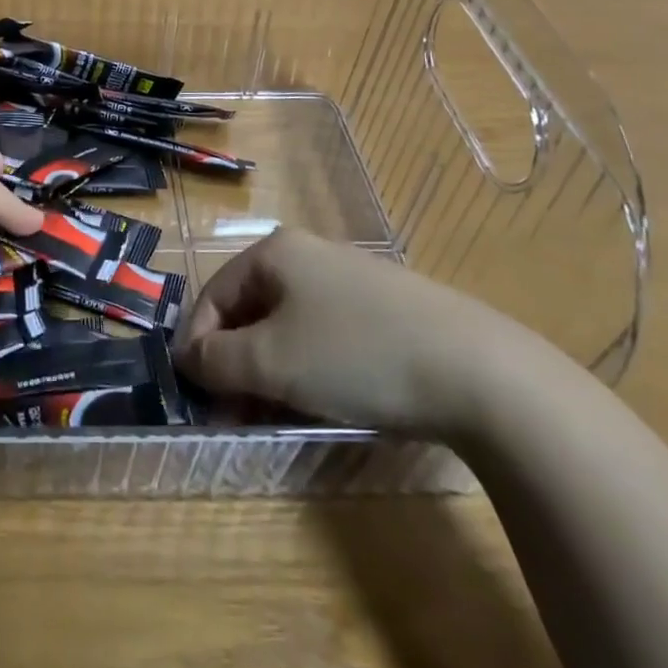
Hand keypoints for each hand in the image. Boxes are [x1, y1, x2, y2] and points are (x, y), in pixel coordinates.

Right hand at [173, 227, 523, 431]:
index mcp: (274, 252)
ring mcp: (349, 278)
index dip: (197, 347)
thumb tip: (189, 358)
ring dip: (270, 370)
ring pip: (288, 324)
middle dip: (236, 363)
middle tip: (235, 415)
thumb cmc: (355, 355)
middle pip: (250, 310)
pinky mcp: (384, 307)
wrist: (477, 370)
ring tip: (276, 415)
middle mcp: (308, 253)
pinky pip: (325, 333)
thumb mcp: (273, 362)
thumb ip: (218, 360)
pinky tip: (324, 399)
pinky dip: (309, 366)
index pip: (213, 296)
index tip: (197, 399)